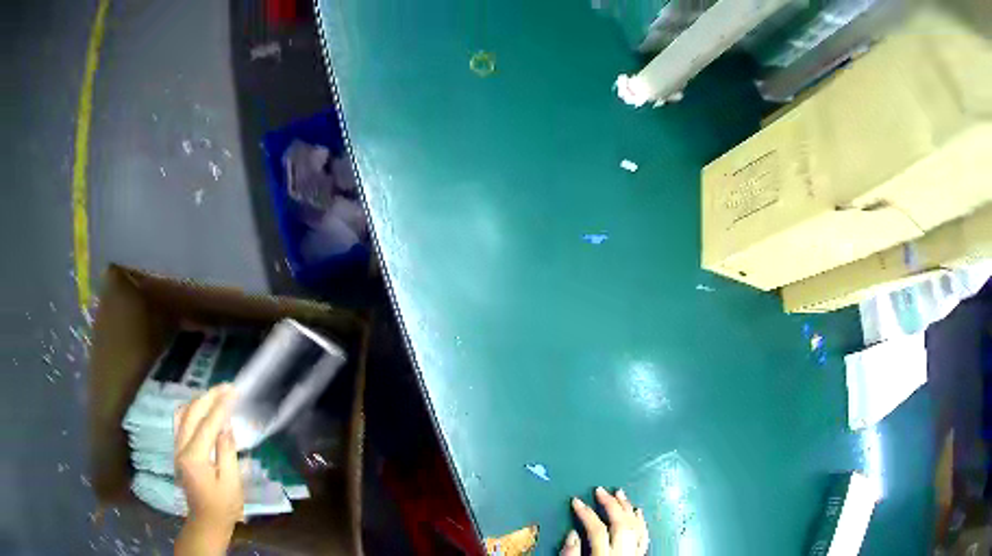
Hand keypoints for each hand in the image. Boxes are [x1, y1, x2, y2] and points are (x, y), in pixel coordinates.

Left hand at [174, 385, 242, 554]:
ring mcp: (177, 448)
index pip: (207, 424)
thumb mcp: (231, 483)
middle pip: (191, 413)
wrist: (206, 522)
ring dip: (199, 401)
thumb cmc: (223, 506)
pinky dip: (192, 410)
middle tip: (227, 388)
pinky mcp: (178, 450)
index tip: (233, 392)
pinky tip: (202, 409)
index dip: (221, 406)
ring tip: (216, 395)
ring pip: (183, 414)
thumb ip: (227, 452)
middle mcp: (181, 448)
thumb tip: (226, 427)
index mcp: (194, 457)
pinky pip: (181, 421)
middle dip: (209, 397)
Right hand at [561, 487, 648, 555]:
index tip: (575, 501)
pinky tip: (638, 511)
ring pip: (636, 526)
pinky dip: (641, 521)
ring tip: (620, 492)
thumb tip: (573, 533)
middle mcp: (624, 554)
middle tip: (599, 490)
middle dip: (610, 504)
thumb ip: (571, 555)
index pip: (597, 530)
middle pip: (620, 524)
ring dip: (628, 507)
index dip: (586, 514)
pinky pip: (645, 536)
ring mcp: (635, 555)